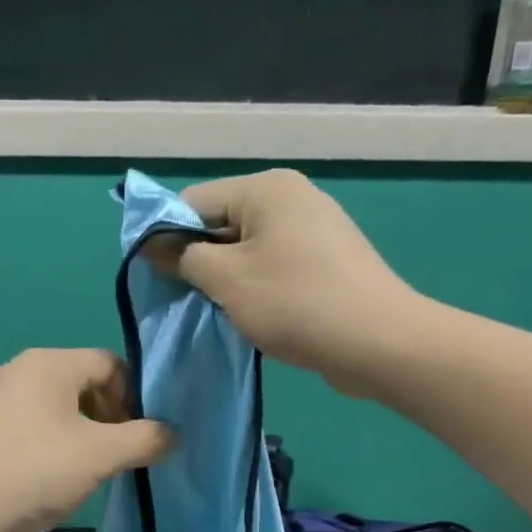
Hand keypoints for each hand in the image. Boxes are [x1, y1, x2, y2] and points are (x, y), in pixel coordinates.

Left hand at [0, 348, 173, 531]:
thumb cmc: (33, 474)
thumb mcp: (100, 457)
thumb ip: (145, 440)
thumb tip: (171, 434)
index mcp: (48, 363)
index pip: (111, 363)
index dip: (134, 398)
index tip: (136, 438)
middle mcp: (18, 369)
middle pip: (82, 383)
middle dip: (108, 417)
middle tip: (114, 458)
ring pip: (55, 407)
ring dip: (81, 434)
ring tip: (83, 472)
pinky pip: (28, 425)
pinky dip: (49, 444)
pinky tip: (47, 478)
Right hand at [155, 169, 419, 392]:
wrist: (378, 342)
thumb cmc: (295, 303)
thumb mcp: (226, 280)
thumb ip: (183, 257)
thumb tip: (153, 244)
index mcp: (266, 188)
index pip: (194, 201)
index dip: (166, 237)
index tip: (156, 278)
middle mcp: (292, 198)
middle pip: (222, 224)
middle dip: (199, 261)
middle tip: (186, 301)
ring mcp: (315, 230)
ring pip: (247, 250)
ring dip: (227, 280)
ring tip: (221, 313)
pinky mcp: (328, 262)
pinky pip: (275, 267)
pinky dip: (257, 289)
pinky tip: (254, 318)